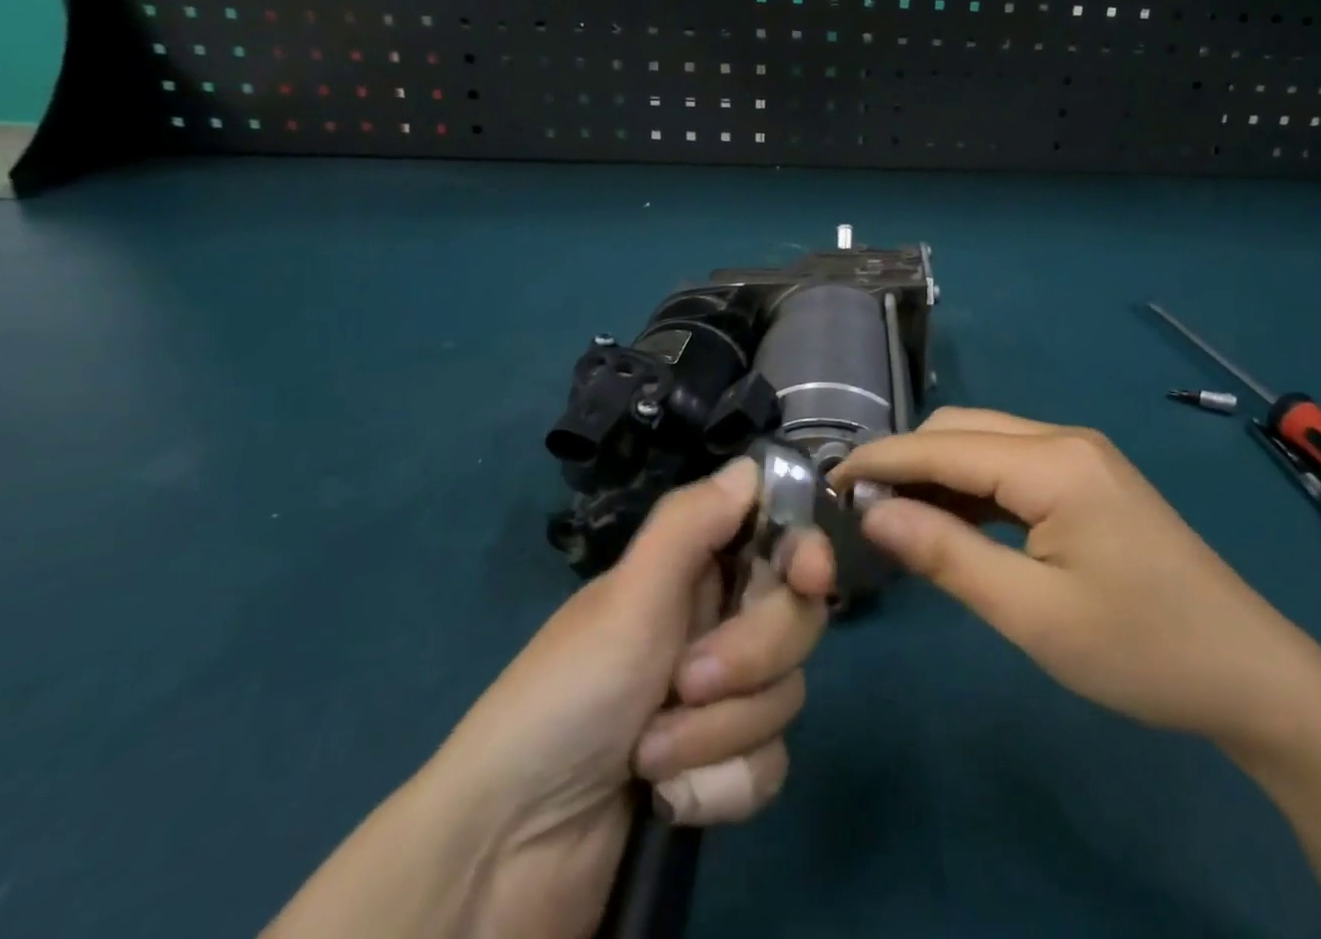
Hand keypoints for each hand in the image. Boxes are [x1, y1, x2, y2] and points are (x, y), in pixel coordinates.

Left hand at [265, 456, 833, 938]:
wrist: (508, 855)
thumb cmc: (567, 698)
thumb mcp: (627, 599)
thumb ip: (691, 523)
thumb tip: (751, 463)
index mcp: (693, 572)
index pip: (776, 539)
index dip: (804, 550)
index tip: (812, 576)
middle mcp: (714, 624)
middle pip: (795, 616)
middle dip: (750, 656)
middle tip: (687, 679)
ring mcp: (721, 699)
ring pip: (784, 694)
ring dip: (720, 732)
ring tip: (652, 754)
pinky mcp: (721, 768)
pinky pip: (769, 764)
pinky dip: (721, 787)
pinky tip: (669, 801)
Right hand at [833, 407, 1320, 743]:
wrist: (1249, 673)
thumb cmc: (1139, 650)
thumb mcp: (1032, 614)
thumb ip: (946, 555)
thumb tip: (871, 513)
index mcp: (1052, 461)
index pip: (941, 446)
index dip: (879, 459)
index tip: (826, 482)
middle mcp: (1063, 438)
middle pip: (960, 430)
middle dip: (905, 460)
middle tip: (858, 510)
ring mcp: (1079, 453)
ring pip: (983, 441)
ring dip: (935, 472)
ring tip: (892, 516)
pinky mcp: (1087, 476)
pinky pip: (1011, 463)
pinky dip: (970, 484)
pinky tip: (950, 520)